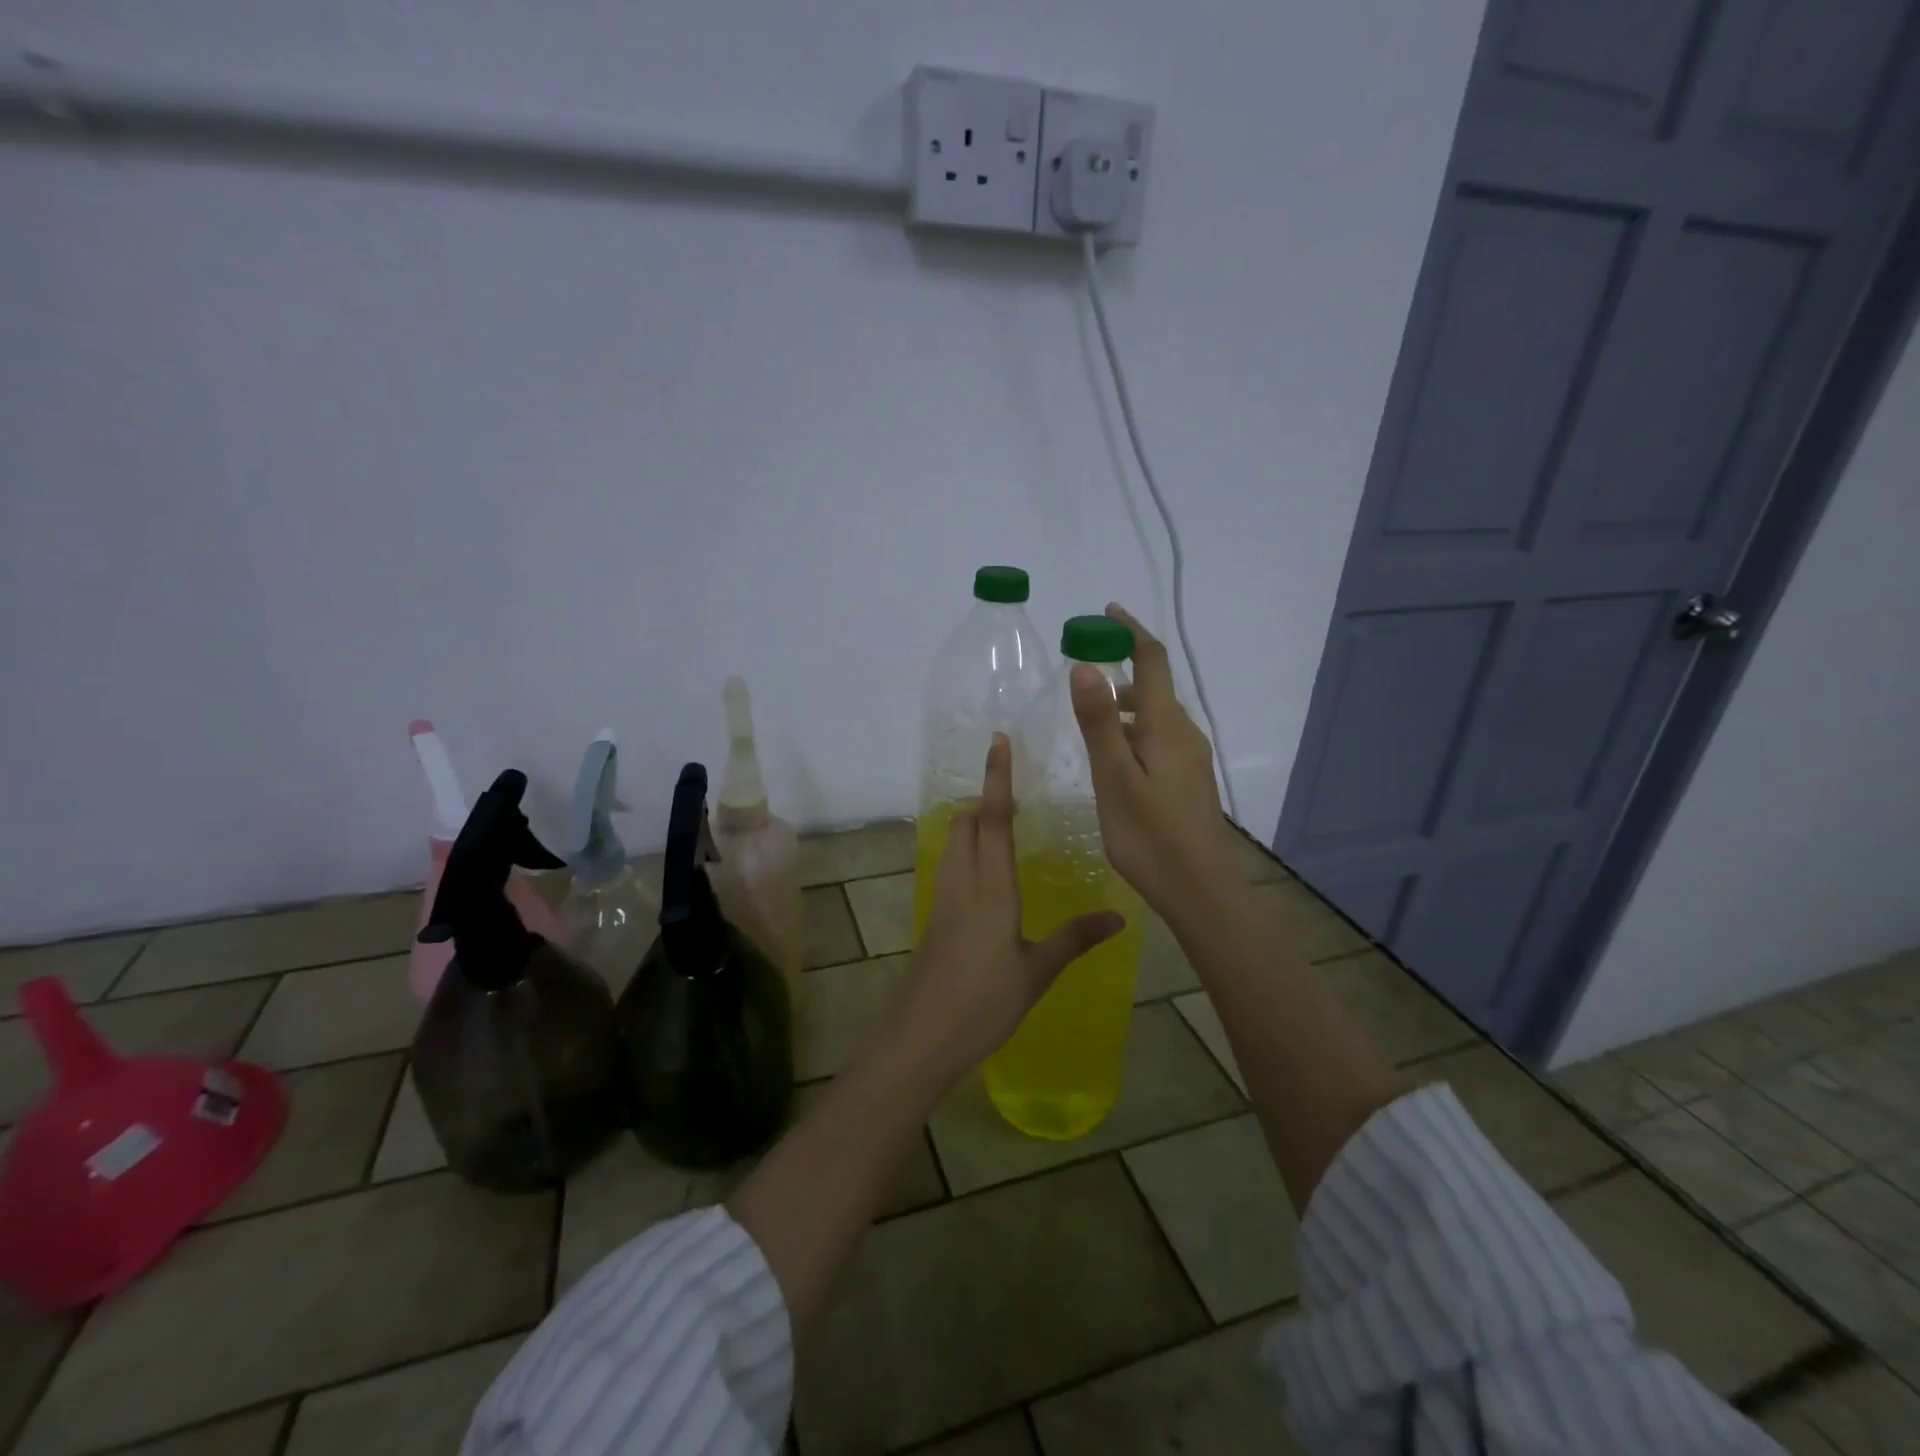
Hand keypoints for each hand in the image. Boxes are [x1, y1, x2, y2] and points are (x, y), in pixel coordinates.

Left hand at [885, 733, 1123, 1087]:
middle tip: (1017, 799)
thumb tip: (1119, 915)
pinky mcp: (932, 917)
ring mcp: (941, 898)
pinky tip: (987, 878)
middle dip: (986, 801)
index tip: (998, 742)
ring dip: (973, 825)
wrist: (920, 1037)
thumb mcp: (1036, 973)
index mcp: (990, 888)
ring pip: (953, 842)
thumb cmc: (982, 1003)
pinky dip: (965, 852)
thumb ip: (1074, 939)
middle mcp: (961, 882)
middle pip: (966, 823)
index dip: (998, 778)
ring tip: (1005, 830)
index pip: (993, 819)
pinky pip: (949, 866)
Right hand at [1072, 603, 1238, 921]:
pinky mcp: (1187, 781)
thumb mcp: (1115, 778)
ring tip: (1086, 719)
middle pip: (1154, 687)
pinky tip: (1111, 759)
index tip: (1107, 611)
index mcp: (1166, 726)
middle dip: (1120, 667)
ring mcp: (1190, 759)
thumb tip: (1085, 665)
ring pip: (1154, 716)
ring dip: (1123, 705)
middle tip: (1079, 670)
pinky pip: (1157, 739)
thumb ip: (1100, 722)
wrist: (1201, 892)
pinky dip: (1131, 732)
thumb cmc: (1151, 836)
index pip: (1153, 660)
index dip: (1131, 631)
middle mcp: (1184, 734)